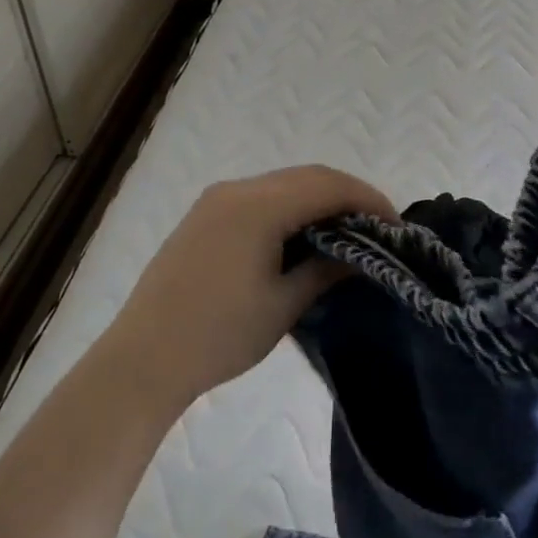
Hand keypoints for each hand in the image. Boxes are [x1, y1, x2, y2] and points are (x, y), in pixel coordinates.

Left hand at [106, 166, 396, 411]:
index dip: (368, 199)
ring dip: (320, 199)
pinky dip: (292, 206)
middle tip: (377, 226)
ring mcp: (217, 199)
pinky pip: (261, 197)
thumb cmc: (218, 336)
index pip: (328, 185)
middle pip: (308, 176)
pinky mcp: (205, 215)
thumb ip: (327, 268)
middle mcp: (238, 189)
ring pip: (284, 184)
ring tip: (348, 231)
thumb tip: (362, 253)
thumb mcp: (283, 304)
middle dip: (348, 195)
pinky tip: (304, 234)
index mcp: (258, 206)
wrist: (141, 360)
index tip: (396, 225)